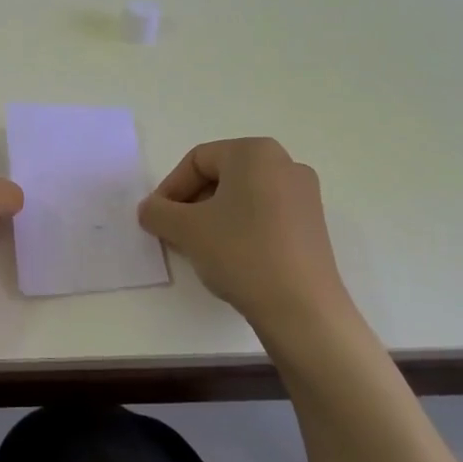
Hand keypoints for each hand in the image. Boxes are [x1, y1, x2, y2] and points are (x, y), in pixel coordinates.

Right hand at [138, 138, 351, 331]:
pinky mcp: (312, 225)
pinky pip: (264, 214)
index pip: (197, 160)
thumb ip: (157, 212)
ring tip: (199, 247)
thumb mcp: (185, 229)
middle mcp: (285, 163)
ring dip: (213, 217)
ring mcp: (304, 195)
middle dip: (191, 203)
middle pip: (221, 176)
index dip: (170, 188)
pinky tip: (229, 257)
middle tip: (174, 233)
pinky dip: (240, 228)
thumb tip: (150, 209)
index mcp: (255, 152)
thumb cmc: (241, 253)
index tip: (158, 219)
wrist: (302, 309)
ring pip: (242, 197)